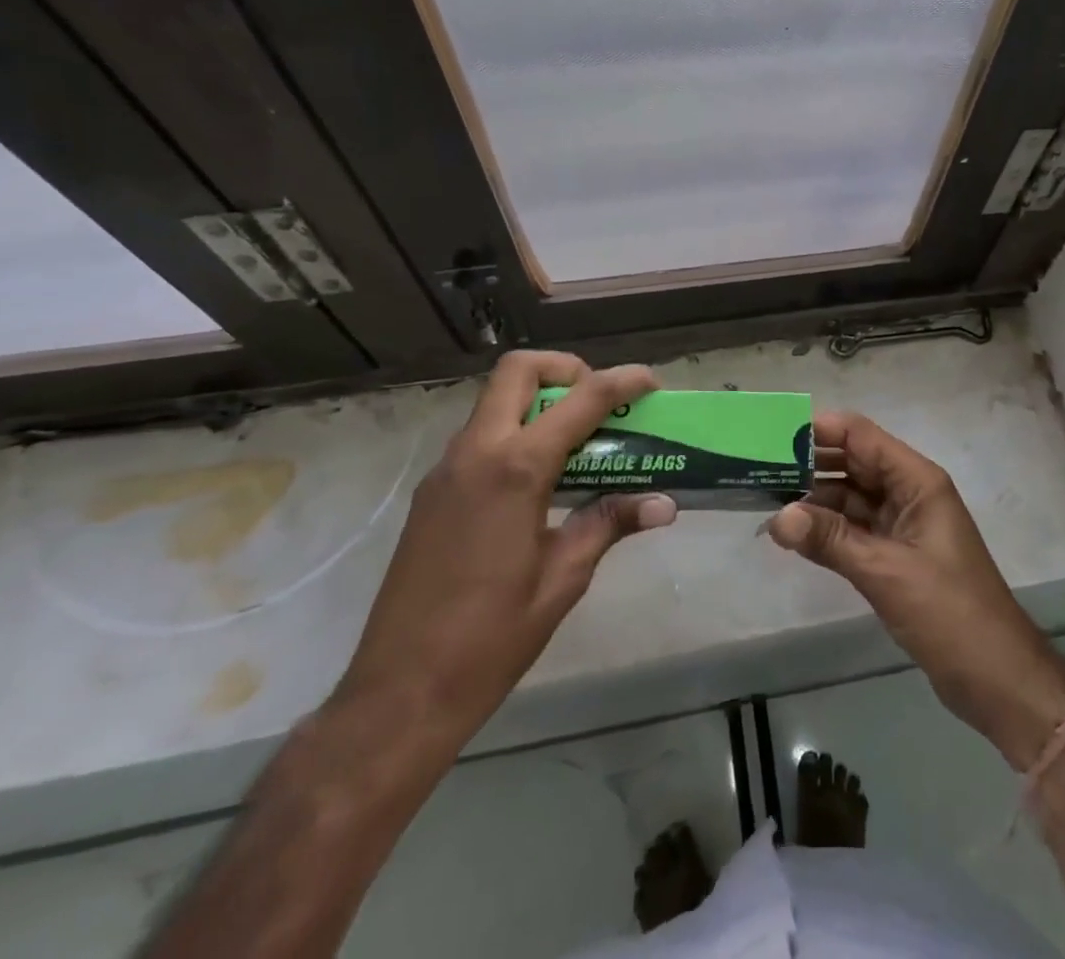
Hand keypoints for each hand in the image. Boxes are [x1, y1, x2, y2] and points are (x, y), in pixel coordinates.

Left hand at [337, 352, 677, 750]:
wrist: (399, 695)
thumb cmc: (490, 639)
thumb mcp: (562, 579)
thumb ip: (609, 524)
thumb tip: (665, 504)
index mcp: (514, 469)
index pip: (579, 400)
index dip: (621, 382)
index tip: (651, 382)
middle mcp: (475, 453)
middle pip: (518, 371)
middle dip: (565, 369)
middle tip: (599, 401)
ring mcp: (446, 471)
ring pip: (495, 401)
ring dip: (539, 400)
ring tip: (578, 441)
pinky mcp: (432, 493)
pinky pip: (479, 436)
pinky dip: (515, 431)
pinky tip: (540, 480)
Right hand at [768, 411, 1064, 769]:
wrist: (996, 677)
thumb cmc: (949, 612)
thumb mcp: (885, 572)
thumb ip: (831, 540)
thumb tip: (776, 517)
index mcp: (917, 481)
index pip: (861, 437)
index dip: (820, 431)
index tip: (772, 436)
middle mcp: (909, 493)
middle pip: (853, 463)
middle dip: (810, 463)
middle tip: (757, 468)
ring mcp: (903, 525)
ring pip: (851, 497)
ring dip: (814, 499)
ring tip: (764, 499)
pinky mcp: (896, 556)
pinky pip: (854, 529)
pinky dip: (827, 529)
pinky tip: (792, 533)